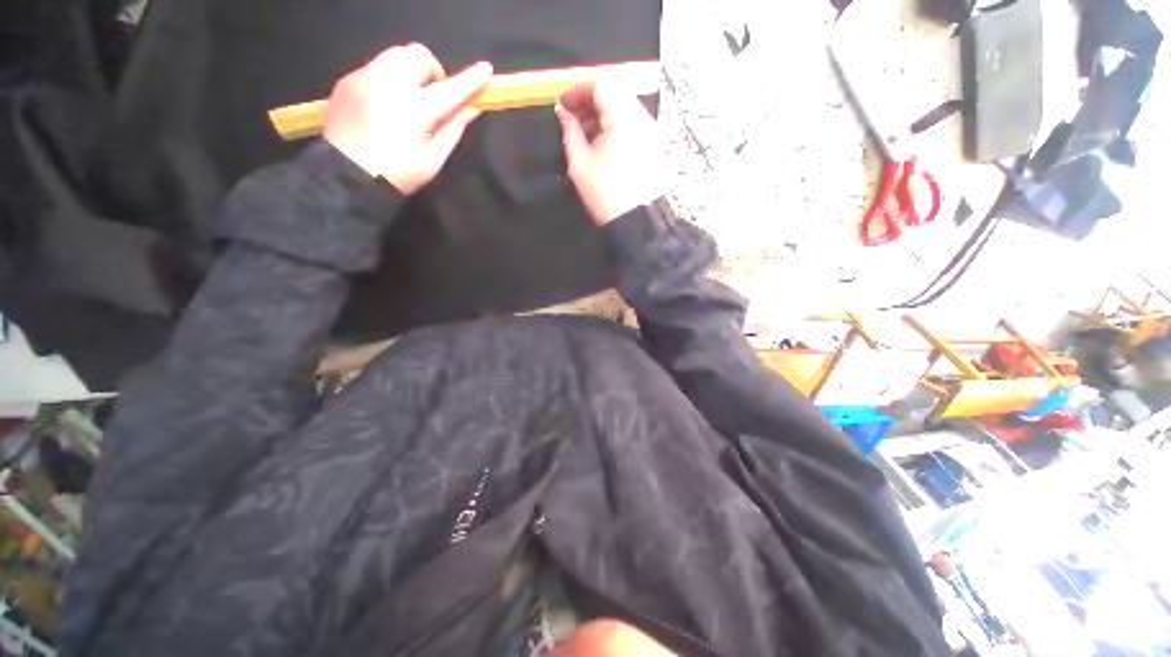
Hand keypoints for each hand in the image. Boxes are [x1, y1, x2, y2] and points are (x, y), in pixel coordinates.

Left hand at [324, 43, 492, 193]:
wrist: (345, 176)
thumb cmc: (397, 174)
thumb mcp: (433, 160)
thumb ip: (453, 129)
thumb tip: (471, 109)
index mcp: (415, 109)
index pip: (450, 88)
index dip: (470, 79)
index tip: (485, 69)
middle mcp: (388, 83)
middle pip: (418, 55)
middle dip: (431, 72)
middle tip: (432, 98)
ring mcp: (364, 78)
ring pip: (395, 56)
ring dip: (410, 72)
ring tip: (408, 101)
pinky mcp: (348, 81)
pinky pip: (376, 66)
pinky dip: (389, 79)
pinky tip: (386, 106)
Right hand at [556, 82, 663, 225]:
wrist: (634, 220)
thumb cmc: (605, 195)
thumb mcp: (579, 164)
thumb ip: (570, 131)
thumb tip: (563, 112)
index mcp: (623, 121)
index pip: (601, 86)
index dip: (579, 90)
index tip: (563, 104)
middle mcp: (642, 119)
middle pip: (615, 91)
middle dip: (591, 98)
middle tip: (572, 115)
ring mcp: (651, 130)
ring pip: (625, 105)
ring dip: (603, 110)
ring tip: (586, 128)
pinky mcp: (654, 143)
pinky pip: (634, 120)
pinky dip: (616, 121)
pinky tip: (603, 138)